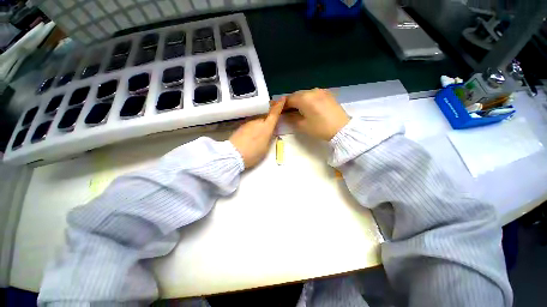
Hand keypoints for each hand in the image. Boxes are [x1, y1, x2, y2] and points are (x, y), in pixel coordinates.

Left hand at [230, 97, 285, 168]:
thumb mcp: (265, 148)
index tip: (282, 98)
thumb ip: (269, 138)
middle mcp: (257, 122)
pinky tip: (252, 136)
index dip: (279, 105)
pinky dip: (254, 127)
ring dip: (261, 124)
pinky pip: (251, 124)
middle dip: (269, 117)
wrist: (233, 155)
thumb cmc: (253, 154)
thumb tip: (270, 132)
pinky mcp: (241, 126)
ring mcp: (248, 123)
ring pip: (258, 120)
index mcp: (266, 127)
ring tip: (260, 135)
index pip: (274, 113)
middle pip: (266, 116)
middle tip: (272, 121)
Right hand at [285, 88, 349, 140]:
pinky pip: (313, 95)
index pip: (288, 100)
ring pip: (304, 94)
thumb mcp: (302, 125)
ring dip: (298, 101)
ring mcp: (320, 91)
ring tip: (296, 110)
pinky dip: (307, 100)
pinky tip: (307, 107)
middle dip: (290, 103)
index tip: (278, 111)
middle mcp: (311, 91)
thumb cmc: (320, 128)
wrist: (342, 129)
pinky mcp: (327, 94)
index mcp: (304, 98)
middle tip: (286, 112)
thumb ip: (291, 118)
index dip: (282, 106)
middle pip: (296, 95)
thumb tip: (285, 115)